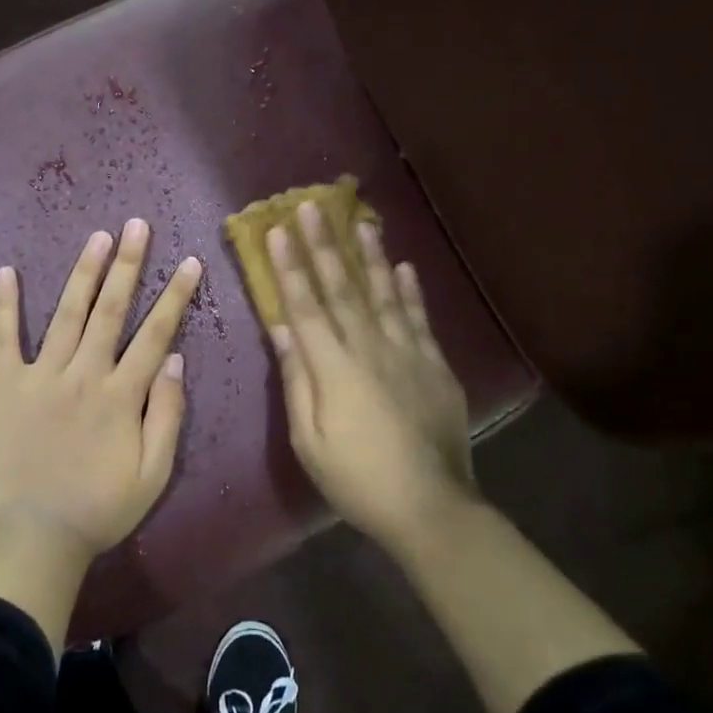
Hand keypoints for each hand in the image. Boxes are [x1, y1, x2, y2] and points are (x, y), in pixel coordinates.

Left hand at [0, 218, 202, 568]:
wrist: (35, 536)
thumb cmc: (100, 510)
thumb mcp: (153, 474)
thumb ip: (167, 415)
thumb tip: (174, 359)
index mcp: (121, 395)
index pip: (155, 333)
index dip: (175, 296)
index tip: (189, 261)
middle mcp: (84, 374)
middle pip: (111, 310)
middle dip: (128, 264)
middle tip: (137, 225)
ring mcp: (42, 376)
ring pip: (67, 314)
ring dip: (83, 273)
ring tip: (98, 236)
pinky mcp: (6, 386)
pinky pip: (5, 339)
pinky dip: (5, 305)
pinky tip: (5, 272)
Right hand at [266, 202, 478, 551]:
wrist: (430, 506)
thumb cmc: (356, 478)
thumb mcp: (309, 440)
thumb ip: (296, 380)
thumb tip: (282, 330)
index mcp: (333, 367)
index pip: (304, 305)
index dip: (290, 266)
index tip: (278, 230)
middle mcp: (369, 348)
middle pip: (342, 288)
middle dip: (324, 245)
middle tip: (311, 206)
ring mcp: (407, 353)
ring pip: (383, 293)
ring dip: (368, 255)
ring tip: (359, 220)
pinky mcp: (434, 365)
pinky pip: (419, 318)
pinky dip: (410, 290)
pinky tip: (404, 266)